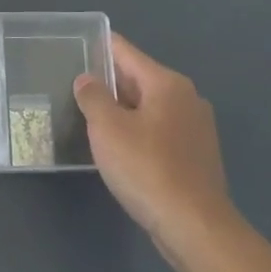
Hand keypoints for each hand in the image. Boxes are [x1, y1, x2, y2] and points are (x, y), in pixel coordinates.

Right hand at [73, 34, 240, 258]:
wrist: (193, 225)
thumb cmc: (147, 168)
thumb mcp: (108, 129)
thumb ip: (93, 97)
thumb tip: (87, 79)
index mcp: (167, 84)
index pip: (126, 52)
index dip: (100, 47)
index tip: (75, 46)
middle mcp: (186, 98)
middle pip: (139, 79)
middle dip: (108, 83)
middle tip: (74, 87)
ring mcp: (195, 128)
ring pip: (149, 107)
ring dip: (122, 110)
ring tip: (89, 117)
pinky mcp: (196, 155)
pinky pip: (159, 131)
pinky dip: (137, 131)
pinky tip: (118, 148)